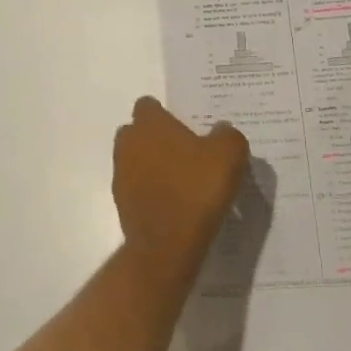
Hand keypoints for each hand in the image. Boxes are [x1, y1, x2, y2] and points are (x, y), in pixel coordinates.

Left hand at [113, 98, 248, 284]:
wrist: (167, 245)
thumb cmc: (196, 189)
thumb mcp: (229, 155)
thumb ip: (227, 135)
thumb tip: (221, 130)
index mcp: (149, 124)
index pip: (148, 105)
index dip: (166, 113)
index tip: (187, 126)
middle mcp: (128, 143)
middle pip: (138, 131)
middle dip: (157, 138)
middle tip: (187, 152)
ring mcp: (121, 174)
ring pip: (136, 160)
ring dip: (153, 166)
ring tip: (183, 181)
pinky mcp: (121, 203)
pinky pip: (137, 187)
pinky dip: (151, 191)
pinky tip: (175, 204)